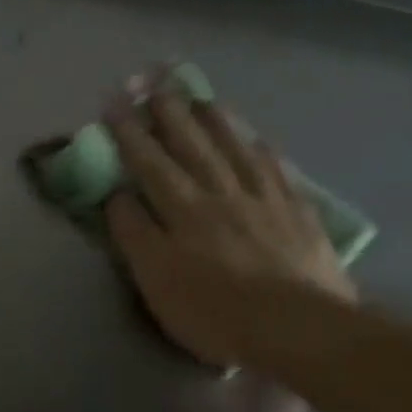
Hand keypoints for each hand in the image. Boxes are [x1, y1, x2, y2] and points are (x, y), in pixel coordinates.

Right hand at [105, 91, 355, 367]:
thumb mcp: (156, 281)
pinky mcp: (298, 213)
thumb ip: (135, 235)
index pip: (149, 163)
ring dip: (216, 121)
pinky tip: (259, 139)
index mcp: (183, 210)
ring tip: (202, 97)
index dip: (130, 133)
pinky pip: (277, 170)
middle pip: (193, 145)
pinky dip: (263, 150)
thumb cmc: (215, 312)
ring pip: (236, 148)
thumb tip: (117, 196)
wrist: (296, 327)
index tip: (114, 103)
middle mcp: (222, 192)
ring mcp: (264, 199)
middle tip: (157, 83)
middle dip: (171, 113)